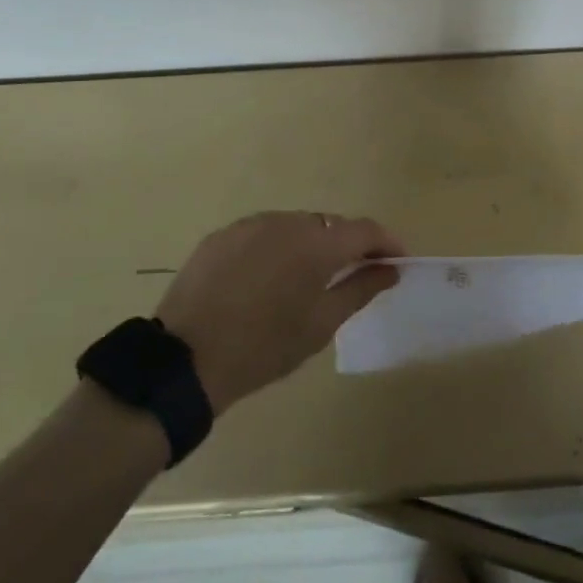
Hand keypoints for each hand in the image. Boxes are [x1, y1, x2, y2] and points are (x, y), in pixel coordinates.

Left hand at [154, 211, 404, 414]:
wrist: (186, 360)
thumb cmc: (265, 347)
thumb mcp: (321, 324)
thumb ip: (360, 289)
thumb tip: (390, 269)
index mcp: (317, 244)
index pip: (365, 230)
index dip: (386, 243)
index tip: (396, 262)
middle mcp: (286, 222)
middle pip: (331, 225)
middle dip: (348, 245)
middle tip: (355, 274)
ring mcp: (250, 225)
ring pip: (296, 226)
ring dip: (312, 245)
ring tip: (309, 278)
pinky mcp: (222, 235)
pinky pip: (264, 233)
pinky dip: (278, 248)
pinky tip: (269, 277)